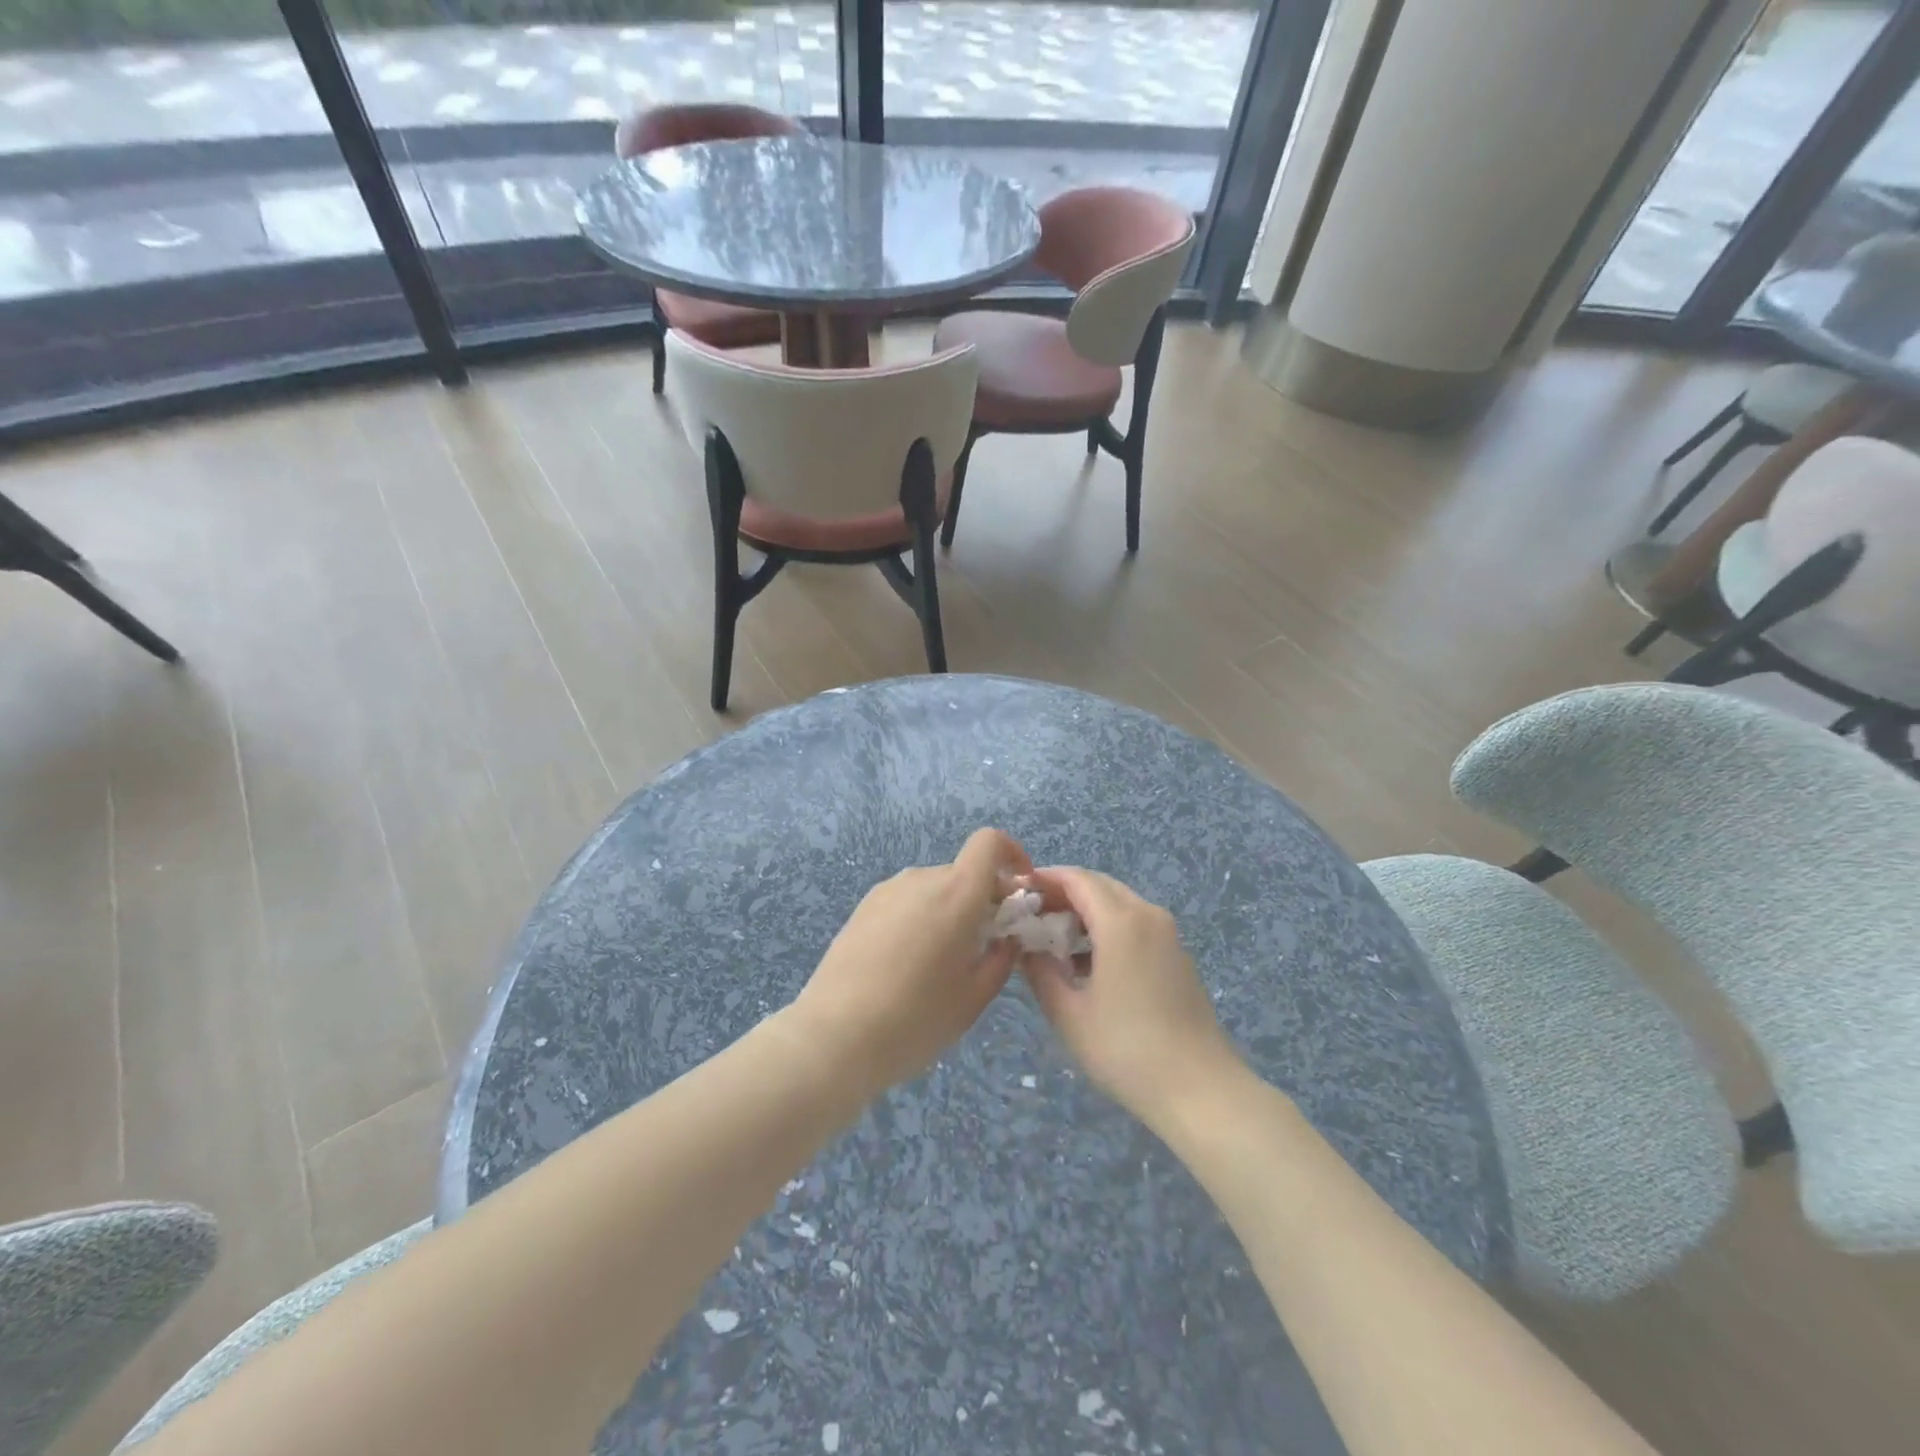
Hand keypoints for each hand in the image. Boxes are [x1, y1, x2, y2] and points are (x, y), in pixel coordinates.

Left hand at [781, 828, 1031, 1102]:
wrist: (835, 1036)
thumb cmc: (916, 1019)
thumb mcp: (973, 997)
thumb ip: (1000, 958)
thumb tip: (1006, 937)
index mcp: (956, 893)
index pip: (990, 843)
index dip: (1012, 855)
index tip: (1019, 892)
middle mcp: (921, 879)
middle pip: (963, 872)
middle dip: (982, 899)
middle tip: (984, 946)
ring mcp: (887, 890)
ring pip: (934, 888)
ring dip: (949, 911)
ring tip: (941, 962)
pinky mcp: (862, 907)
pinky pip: (906, 901)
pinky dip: (920, 918)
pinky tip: (906, 964)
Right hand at [1021, 867, 1241, 1123]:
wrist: (1199, 1089)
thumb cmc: (1126, 1050)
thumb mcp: (1069, 1014)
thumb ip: (1040, 972)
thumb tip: (1026, 948)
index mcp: (1121, 922)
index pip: (1077, 879)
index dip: (1045, 879)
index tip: (1019, 892)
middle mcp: (1147, 916)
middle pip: (1100, 886)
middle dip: (1064, 894)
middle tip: (1033, 917)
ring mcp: (1168, 935)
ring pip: (1119, 904)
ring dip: (1086, 912)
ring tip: (1055, 941)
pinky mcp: (1177, 955)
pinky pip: (1136, 924)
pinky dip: (1108, 928)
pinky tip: (1088, 963)